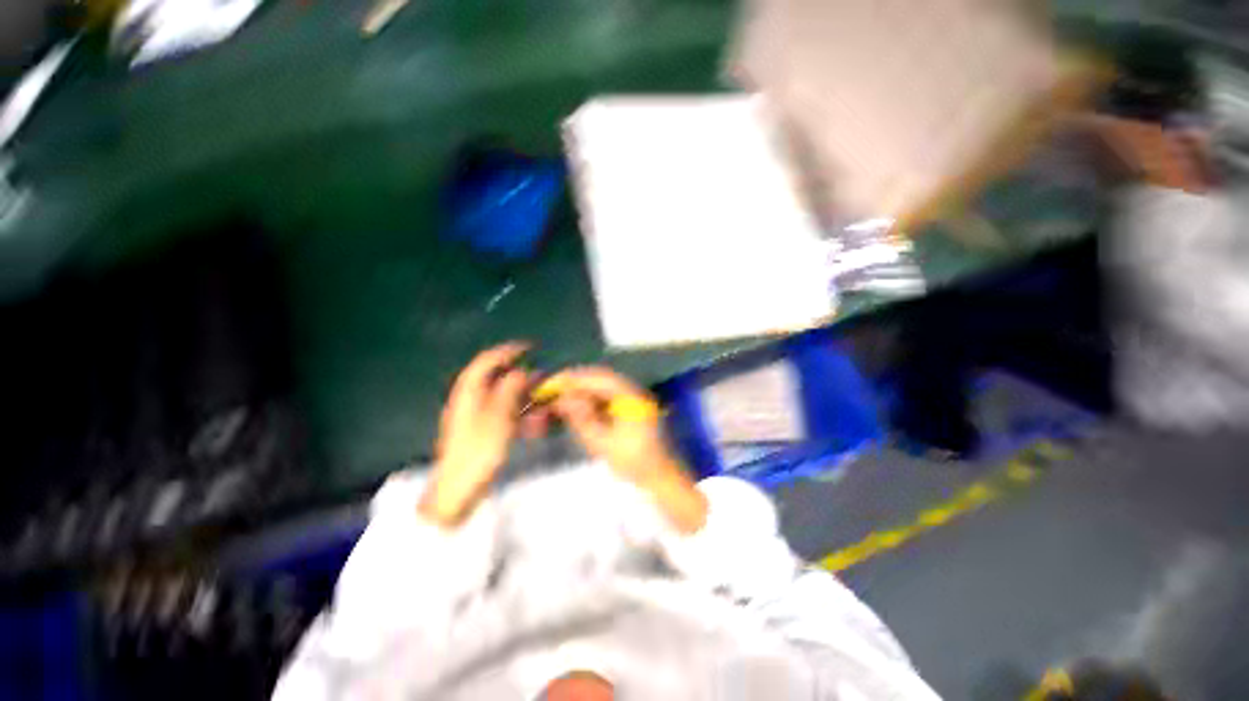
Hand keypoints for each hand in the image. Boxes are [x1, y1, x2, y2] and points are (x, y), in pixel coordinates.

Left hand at [419, 342, 532, 526]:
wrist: (456, 492)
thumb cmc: (477, 453)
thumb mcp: (498, 419)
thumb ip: (509, 392)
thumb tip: (520, 372)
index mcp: (469, 393)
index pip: (487, 361)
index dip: (507, 351)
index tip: (528, 347)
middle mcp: (470, 400)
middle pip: (497, 379)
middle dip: (522, 377)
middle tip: (543, 379)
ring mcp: (475, 417)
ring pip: (503, 398)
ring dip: (524, 397)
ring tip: (543, 402)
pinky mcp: (481, 432)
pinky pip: (503, 415)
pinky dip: (519, 414)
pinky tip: (533, 424)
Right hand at [550, 367, 707, 533]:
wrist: (661, 478)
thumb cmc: (634, 462)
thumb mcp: (603, 443)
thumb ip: (582, 418)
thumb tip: (562, 398)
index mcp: (631, 396)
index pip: (597, 378)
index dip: (573, 379)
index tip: (552, 384)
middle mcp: (634, 391)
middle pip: (600, 378)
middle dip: (576, 382)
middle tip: (552, 390)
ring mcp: (634, 398)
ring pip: (603, 386)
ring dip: (582, 390)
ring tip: (561, 398)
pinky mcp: (632, 407)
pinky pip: (608, 396)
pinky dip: (591, 399)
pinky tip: (578, 407)